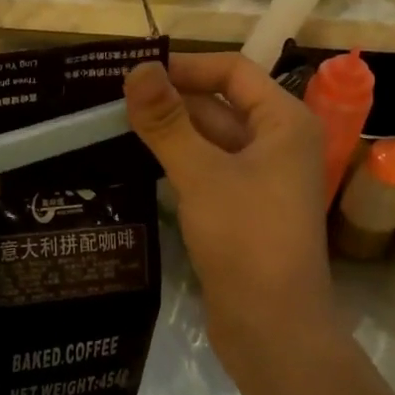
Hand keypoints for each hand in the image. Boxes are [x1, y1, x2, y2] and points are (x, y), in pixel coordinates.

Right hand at [124, 55, 339, 373]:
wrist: (273, 328)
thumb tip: (137, 68)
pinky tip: (135, 164)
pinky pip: (207, 171)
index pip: (233, 70)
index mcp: (284, 122)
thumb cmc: (246, 238)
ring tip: (111, 126)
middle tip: (110, 99)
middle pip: (219, 104)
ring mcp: (261, 178)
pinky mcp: (242, 209)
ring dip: (168, 133)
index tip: (134, 71)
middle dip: (170, 101)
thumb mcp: (201, 173)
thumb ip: (167, 121)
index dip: (185, 66)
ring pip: (209, 140)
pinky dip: (176, 163)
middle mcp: (277, 143)